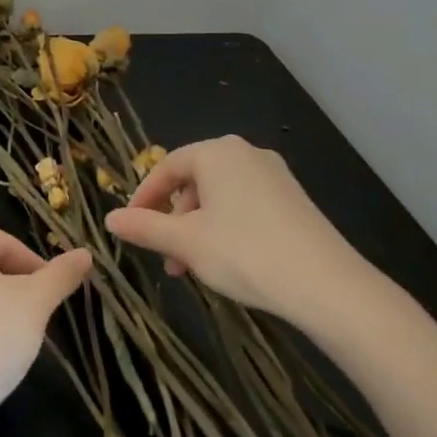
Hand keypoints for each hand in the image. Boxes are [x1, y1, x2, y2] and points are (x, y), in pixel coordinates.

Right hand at [104, 135, 365, 322]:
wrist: (326, 283)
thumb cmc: (244, 253)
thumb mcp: (186, 242)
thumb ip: (145, 227)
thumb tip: (110, 219)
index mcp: (216, 153)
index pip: (167, 167)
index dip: (144, 197)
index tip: (131, 225)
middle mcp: (245, 153)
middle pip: (194, 180)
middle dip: (174, 218)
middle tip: (166, 256)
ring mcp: (274, 174)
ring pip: (220, 195)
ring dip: (198, 227)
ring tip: (193, 267)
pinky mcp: (293, 198)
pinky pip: (245, 204)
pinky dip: (225, 227)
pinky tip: (227, 260)